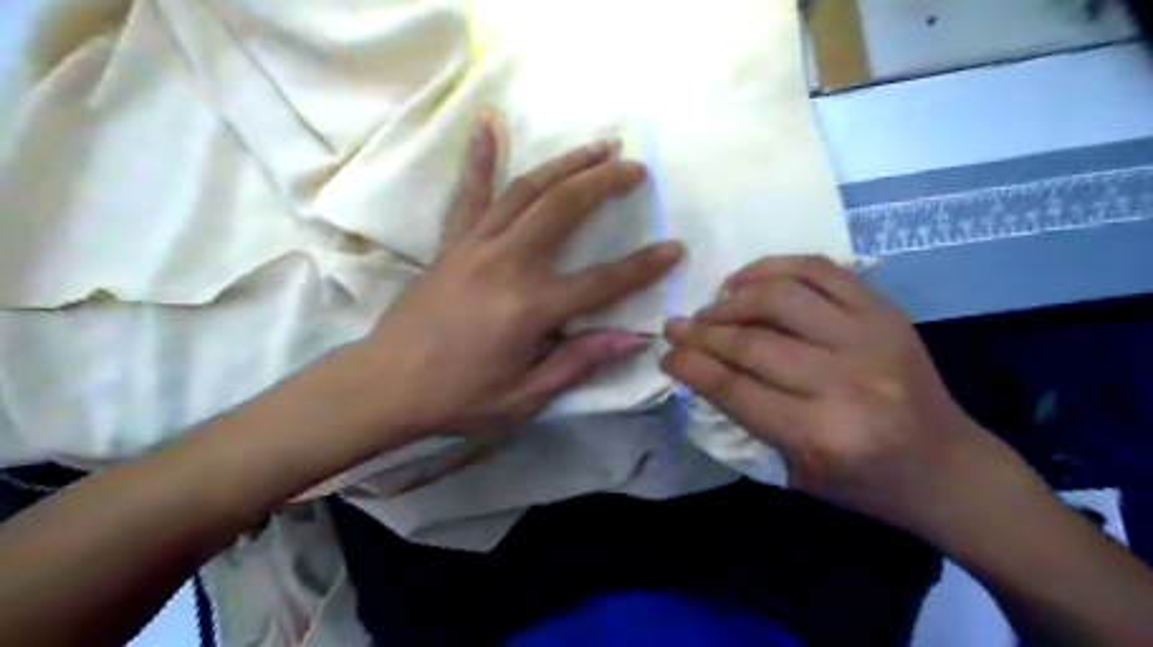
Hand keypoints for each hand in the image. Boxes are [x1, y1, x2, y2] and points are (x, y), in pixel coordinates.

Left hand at [360, 115, 683, 438]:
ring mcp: (475, 246)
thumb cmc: (459, 398)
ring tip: (596, 146)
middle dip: (604, 183)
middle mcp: (506, 264)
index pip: (601, 282)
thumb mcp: (526, 397)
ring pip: (526, 190)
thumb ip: (578, 362)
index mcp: (529, 308)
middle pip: (563, 209)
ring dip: (565, 163)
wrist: (385, 385)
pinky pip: (469, 193)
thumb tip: (633, 339)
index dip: (643, 266)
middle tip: (635, 167)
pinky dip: (481, 155)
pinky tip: (489, 122)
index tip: (675, 247)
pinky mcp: (451, 243)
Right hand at [662, 256, 994, 532]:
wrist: (947, 466)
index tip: (666, 352)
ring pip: (781, 296)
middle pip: (751, 342)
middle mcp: (846, 382)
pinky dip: (773, 267)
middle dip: (701, 332)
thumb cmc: (863, 482)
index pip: (733, 387)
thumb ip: (744, 418)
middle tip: (677, 327)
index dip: (690, 365)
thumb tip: (698, 367)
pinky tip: (748, 281)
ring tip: (713, 307)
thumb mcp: (793, 470)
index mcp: (820, 435)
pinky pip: (820, 270)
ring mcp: (871, 338)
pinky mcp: (886, 312)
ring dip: (733, 298)